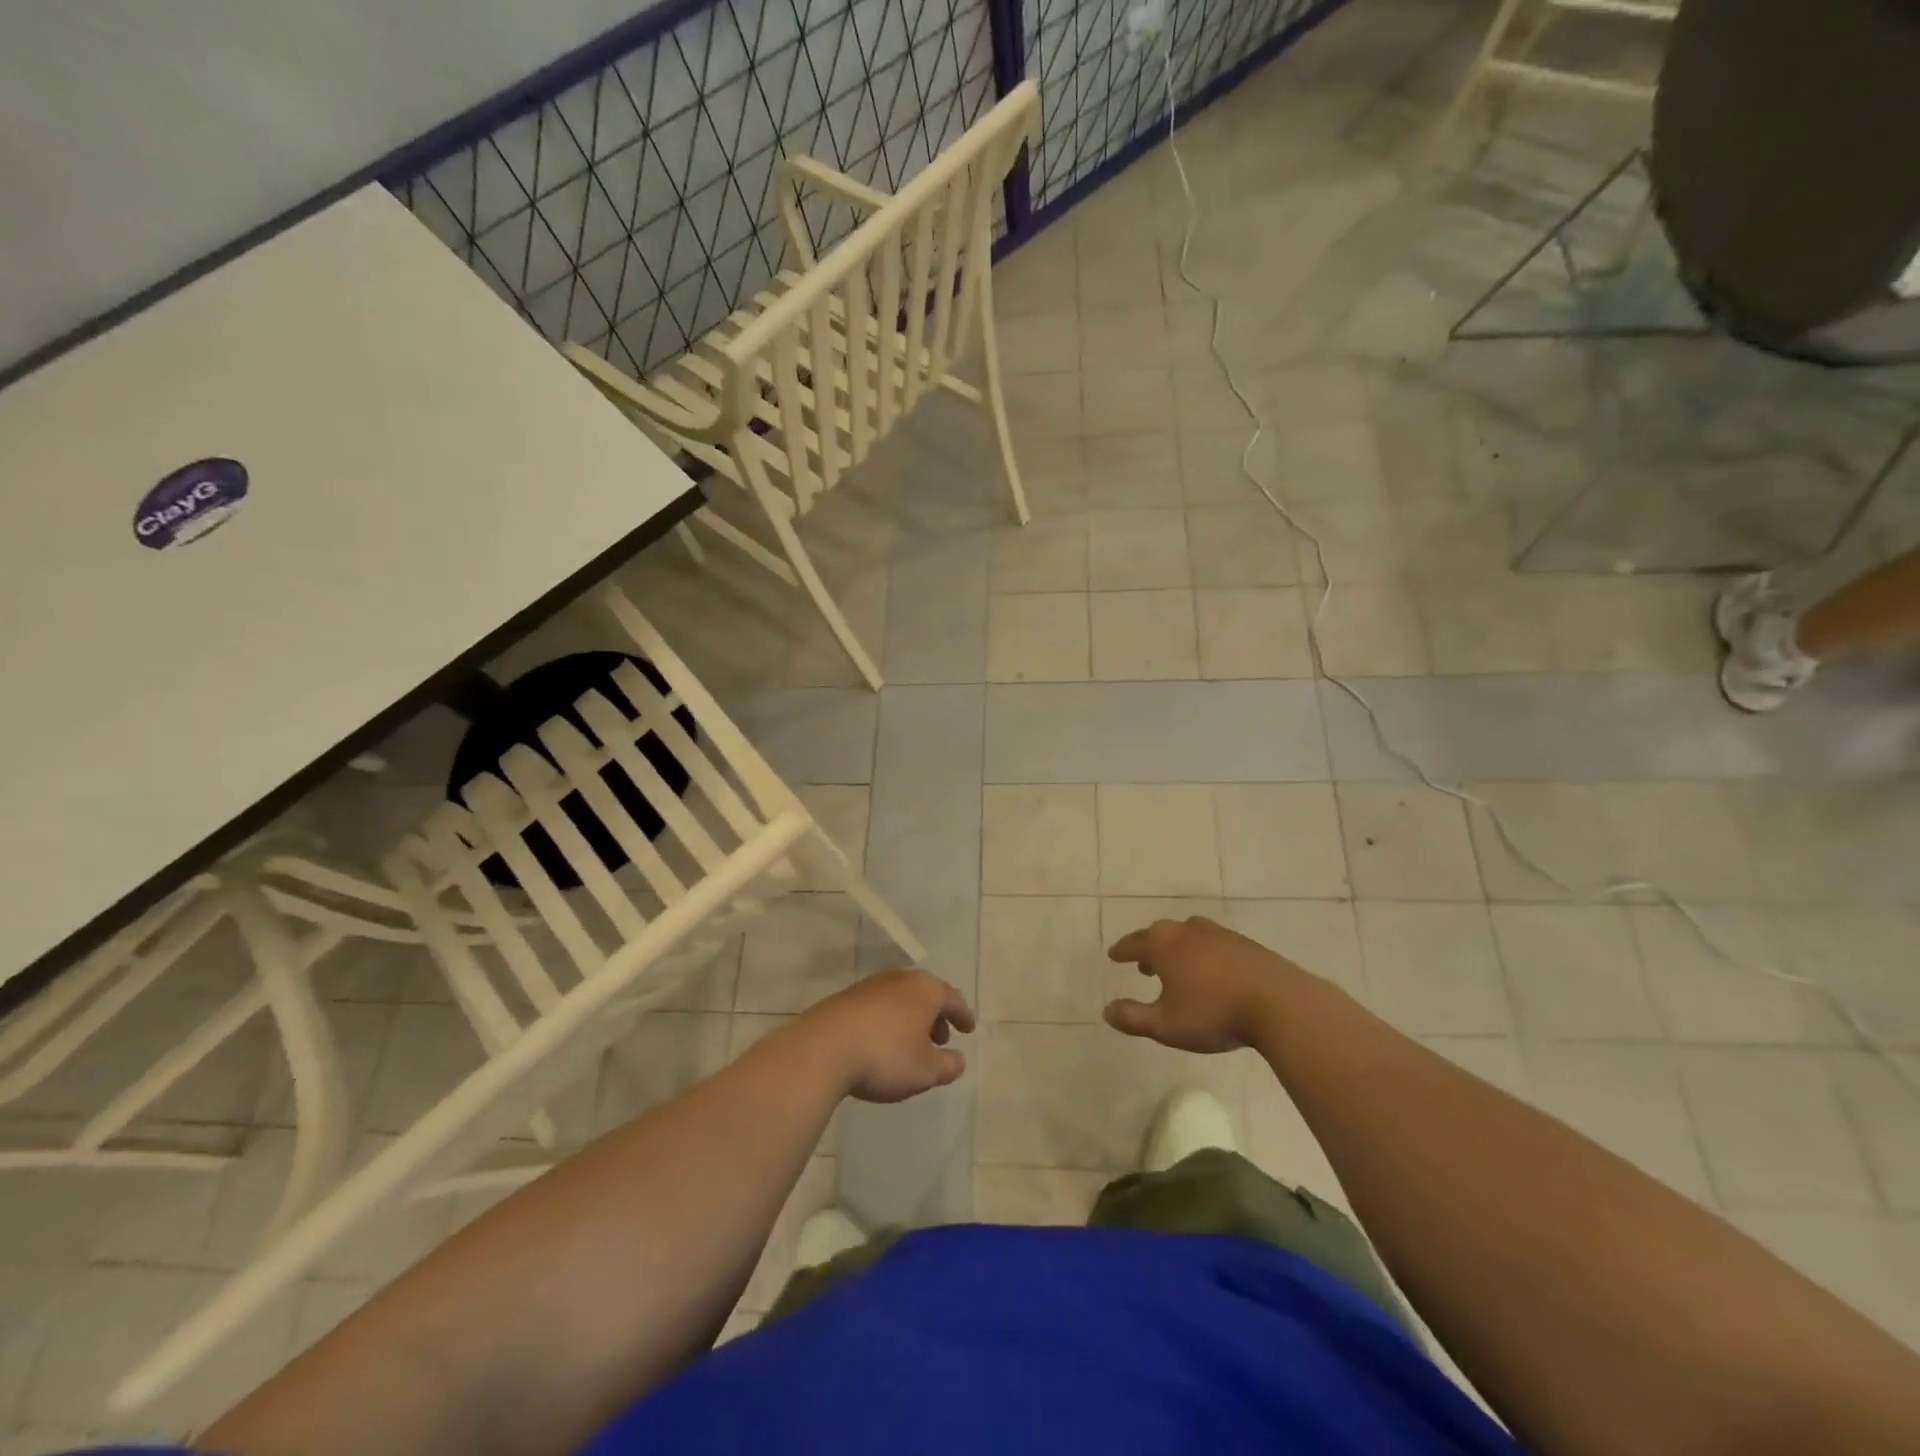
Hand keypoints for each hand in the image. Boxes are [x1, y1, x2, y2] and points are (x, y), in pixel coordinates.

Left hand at [799, 968, 976, 1102]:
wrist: (824, 1048)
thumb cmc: (885, 1056)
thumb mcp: (925, 1070)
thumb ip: (948, 1065)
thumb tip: (958, 1059)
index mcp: (926, 990)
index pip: (953, 999)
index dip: (963, 1015)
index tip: (969, 1028)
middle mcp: (901, 979)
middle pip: (926, 994)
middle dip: (936, 1016)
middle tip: (941, 1038)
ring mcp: (872, 985)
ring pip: (901, 998)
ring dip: (911, 1018)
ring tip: (912, 1044)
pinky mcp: (847, 997)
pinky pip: (879, 1006)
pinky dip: (889, 1020)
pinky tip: (882, 1042)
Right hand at [1105, 916, 1307, 1052]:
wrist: (1280, 1004)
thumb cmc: (1213, 1013)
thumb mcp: (1165, 1026)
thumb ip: (1133, 1018)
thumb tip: (1107, 1010)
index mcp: (1163, 944)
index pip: (1134, 943)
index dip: (1122, 951)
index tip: (1114, 955)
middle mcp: (1187, 931)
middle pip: (1160, 934)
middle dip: (1149, 948)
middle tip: (1144, 965)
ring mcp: (1219, 934)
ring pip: (1189, 936)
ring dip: (1178, 950)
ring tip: (1178, 969)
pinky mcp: (1245, 944)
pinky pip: (1213, 944)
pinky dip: (1203, 954)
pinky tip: (1212, 973)